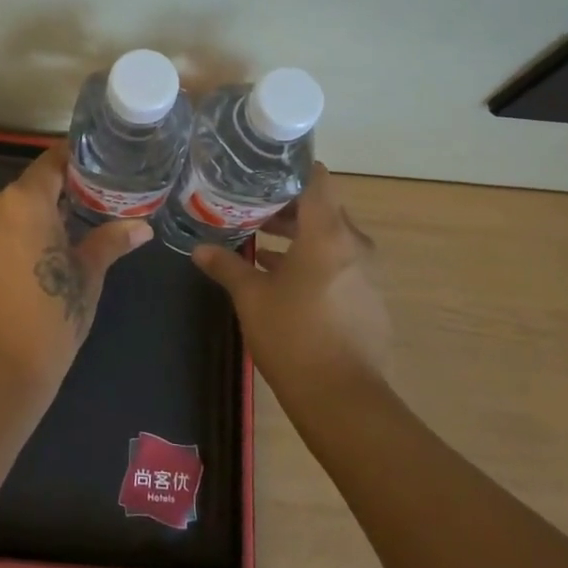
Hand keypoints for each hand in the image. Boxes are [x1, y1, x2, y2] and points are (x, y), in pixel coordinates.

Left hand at [0, 147, 152, 400]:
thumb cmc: (47, 322)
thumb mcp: (86, 279)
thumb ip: (109, 242)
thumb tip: (141, 227)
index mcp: (23, 200)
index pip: (52, 162)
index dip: (74, 162)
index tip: (95, 169)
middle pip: (26, 191)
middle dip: (52, 203)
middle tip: (83, 220)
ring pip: (3, 216)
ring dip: (26, 226)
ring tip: (52, 253)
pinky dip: (3, 245)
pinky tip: (21, 273)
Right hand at [192, 163, 392, 389]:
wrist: (343, 399)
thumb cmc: (293, 336)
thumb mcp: (251, 297)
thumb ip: (226, 266)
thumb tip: (199, 249)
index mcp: (328, 234)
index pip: (316, 179)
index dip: (290, 168)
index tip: (261, 168)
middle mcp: (353, 245)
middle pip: (322, 208)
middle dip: (286, 205)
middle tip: (248, 204)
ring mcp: (366, 274)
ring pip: (330, 238)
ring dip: (298, 235)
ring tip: (257, 238)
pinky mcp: (368, 299)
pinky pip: (339, 264)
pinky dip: (312, 260)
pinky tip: (280, 277)